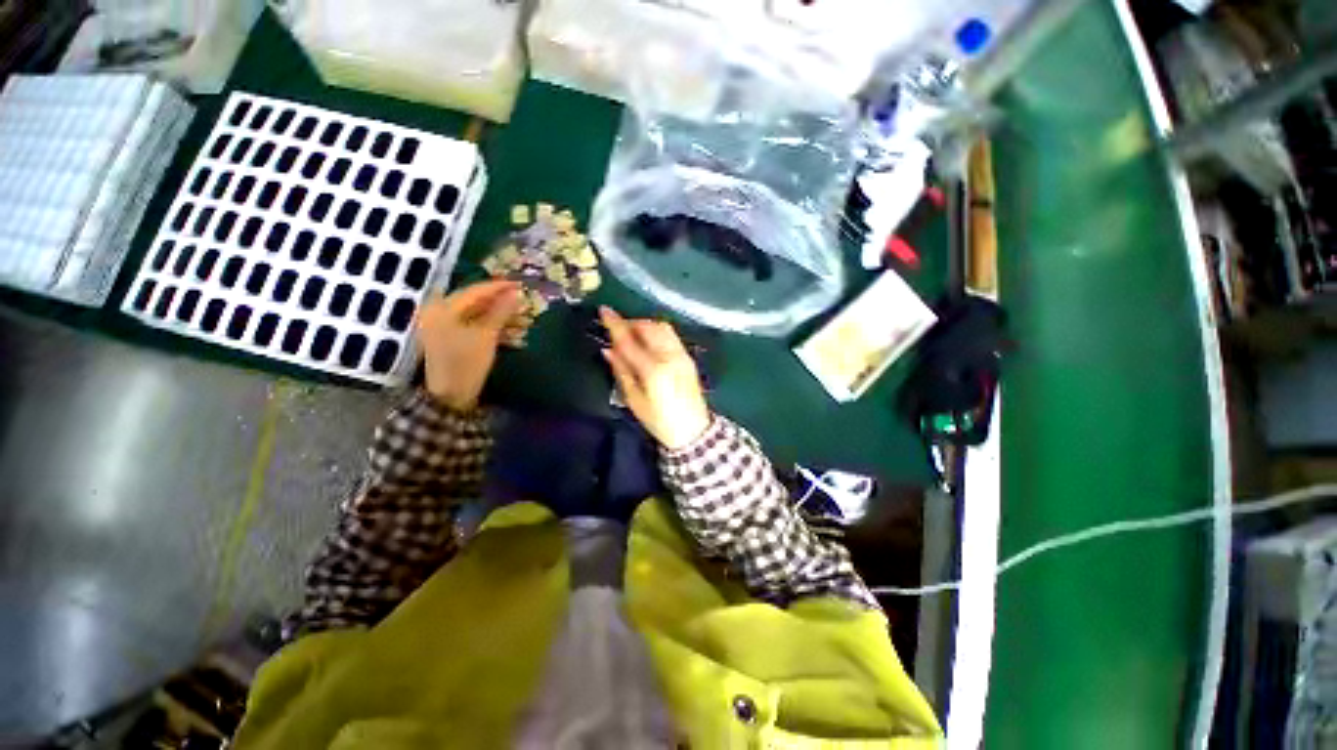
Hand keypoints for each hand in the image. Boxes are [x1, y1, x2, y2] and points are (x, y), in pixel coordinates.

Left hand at [418, 280, 522, 410]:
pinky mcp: (455, 340)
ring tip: (526, 323)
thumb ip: (501, 311)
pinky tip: (516, 336)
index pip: (475, 291)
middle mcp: (442, 313)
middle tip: (525, 305)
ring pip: (480, 316)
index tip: (521, 285)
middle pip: (477, 303)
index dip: (499, 288)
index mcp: (444, 308)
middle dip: (503, 305)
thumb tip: (516, 293)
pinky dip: (495, 330)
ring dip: (503, 319)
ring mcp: (447, 328)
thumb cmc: (466, 362)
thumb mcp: (487, 335)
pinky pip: (477, 328)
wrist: (450, 396)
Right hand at [600, 307, 710, 450]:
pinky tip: (649, 341)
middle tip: (618, 328)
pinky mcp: (688, 358)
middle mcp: (670, 357)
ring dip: (645, 325)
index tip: (604, 310)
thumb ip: (622, 371)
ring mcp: (682, 355)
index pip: (630, 341)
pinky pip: (671, 335)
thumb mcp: (634, 400)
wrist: (693, 431)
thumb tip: (608, 350)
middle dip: (631, 322)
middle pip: (649, 327)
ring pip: (662, 327)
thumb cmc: (659, 421)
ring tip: (632, 333)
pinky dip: (657, 331)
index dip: (615, 324)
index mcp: (654, 370)